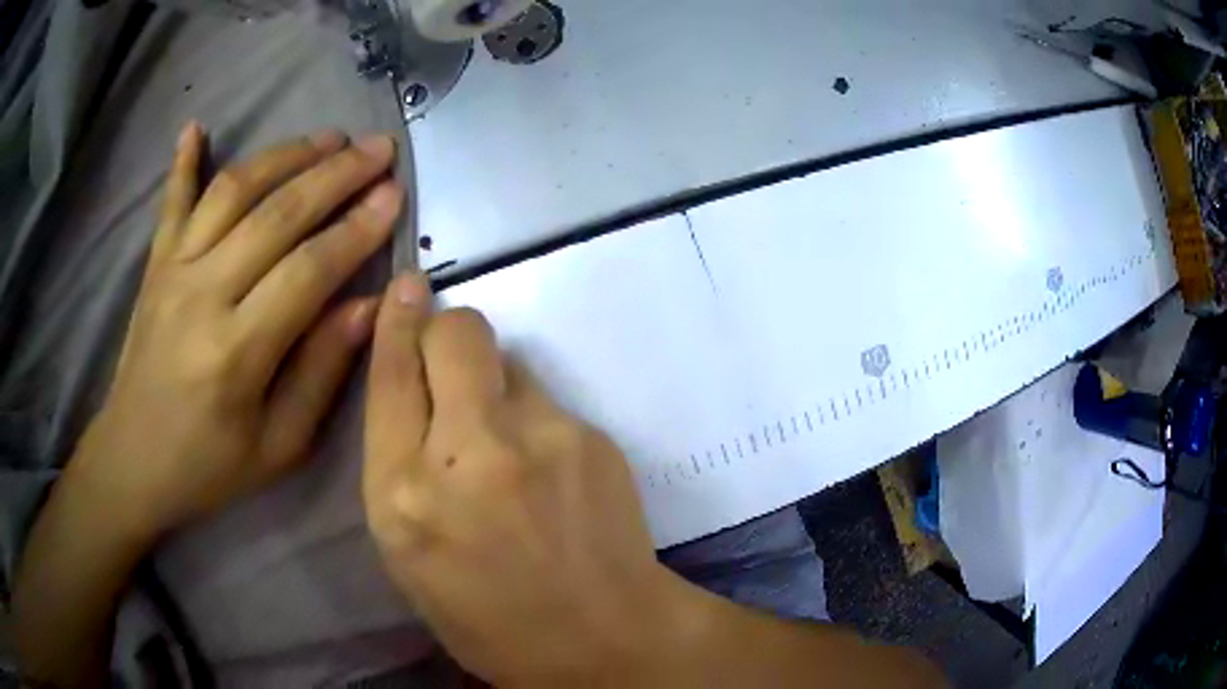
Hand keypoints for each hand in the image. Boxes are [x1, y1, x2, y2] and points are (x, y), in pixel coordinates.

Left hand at [75, 122, 402, 540]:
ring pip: (232, 191)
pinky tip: (196, 126)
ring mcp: (173, 271)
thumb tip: (368, 305)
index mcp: (236, 353)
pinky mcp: (154, 265)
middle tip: (378, 148)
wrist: (133, 461)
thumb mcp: (279, 446)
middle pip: (275, 214)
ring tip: (327, 137)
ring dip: (284, 155)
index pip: (307, 271)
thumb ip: (322, 372)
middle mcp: (201, 295)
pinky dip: (183, 161)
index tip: (394, 195)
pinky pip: (171, 202)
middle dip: (334, 174)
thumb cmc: (209, 465)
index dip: (356, 229)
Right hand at [363, 275, 695, 684]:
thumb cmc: (485, 615)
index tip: (405, 288)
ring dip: (496, 385)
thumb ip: (400, 465)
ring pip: (508, 360)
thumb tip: (417, 389)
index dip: (396, 323)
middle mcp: (466, 454)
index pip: (391, 377)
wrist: (599, 638)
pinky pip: (547, 397)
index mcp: (402, 496)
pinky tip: (548, 470)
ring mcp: (539, 439)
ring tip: (509, 446)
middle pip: (457, 333)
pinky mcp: (591, 436)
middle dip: (447, 331)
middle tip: (453, 365)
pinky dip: (534, 417)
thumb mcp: (408, 552)